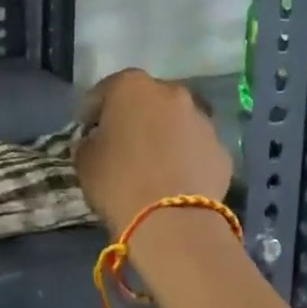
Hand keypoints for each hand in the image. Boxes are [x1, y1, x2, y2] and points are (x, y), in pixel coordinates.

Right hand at [74, 70, 232, 238]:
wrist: (172, 221)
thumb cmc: (118, 182)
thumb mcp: (84, 160)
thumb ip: (90, 141)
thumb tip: (97, 141)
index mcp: (132, 86)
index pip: (105, 91)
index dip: (93, 113)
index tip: (87, 132)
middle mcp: (171, 92)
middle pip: (147, 101)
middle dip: (134, 118)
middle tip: (122, 145)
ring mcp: (202, 119)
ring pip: (176, 122)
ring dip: (164, 135)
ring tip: (153, 165)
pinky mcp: (222, 149)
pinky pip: (196, 148)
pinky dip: (186, 158)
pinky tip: (176, 181)